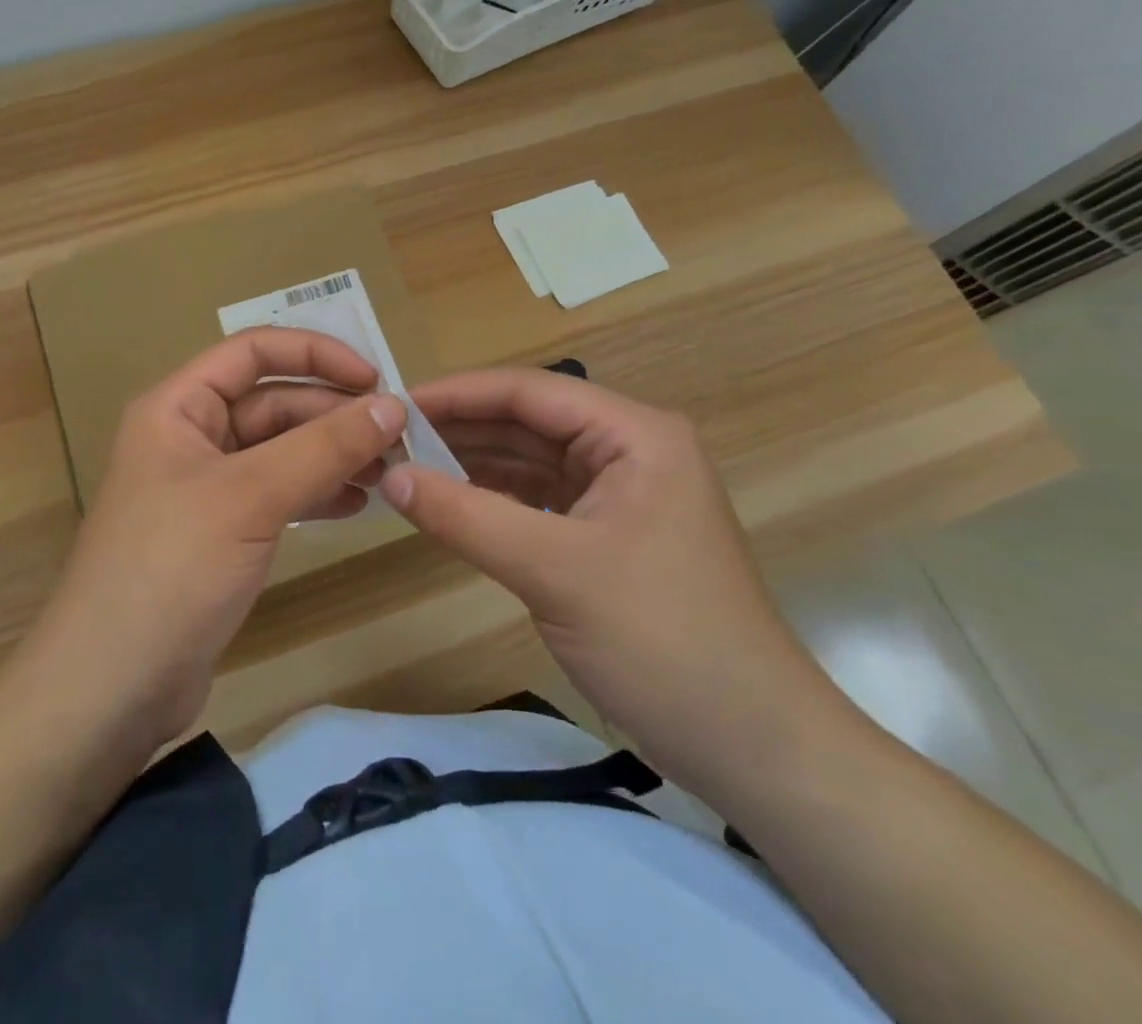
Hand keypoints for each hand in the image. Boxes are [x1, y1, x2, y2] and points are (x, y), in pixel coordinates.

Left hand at [18, 329, 406, 752]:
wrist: (111, 689)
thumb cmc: (170, 569)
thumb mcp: (251, 496)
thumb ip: (323, 447)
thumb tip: (392, 405)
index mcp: (178, 407)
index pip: (252, 352)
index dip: (315, 354)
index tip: (374, 378)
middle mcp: (190, 437)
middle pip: (272, 403)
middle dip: (333, 415)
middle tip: (397, 437)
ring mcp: (205, 488)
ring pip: (280, 451)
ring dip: (332, 454)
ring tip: (388, 473)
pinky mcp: (221, 534)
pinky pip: (277, 494)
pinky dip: (317, 493)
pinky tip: (357, 504)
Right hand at [380, 368, 853, 798]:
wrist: (753, 749)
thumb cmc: (662, 641)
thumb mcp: (554, 571)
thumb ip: (466, 516)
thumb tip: (389, 476)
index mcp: (634, 433)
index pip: (530, 391)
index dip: (458, 394)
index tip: (395, 405)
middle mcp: (628, 449)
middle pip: (528, 422)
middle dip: (460, 428)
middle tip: (388, 438)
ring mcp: (620, 493)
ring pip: (530, 460)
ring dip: (472, 463)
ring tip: (405, 466)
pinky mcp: (608, 535)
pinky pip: (538, 500)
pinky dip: (493, 500)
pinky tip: (448, 504)